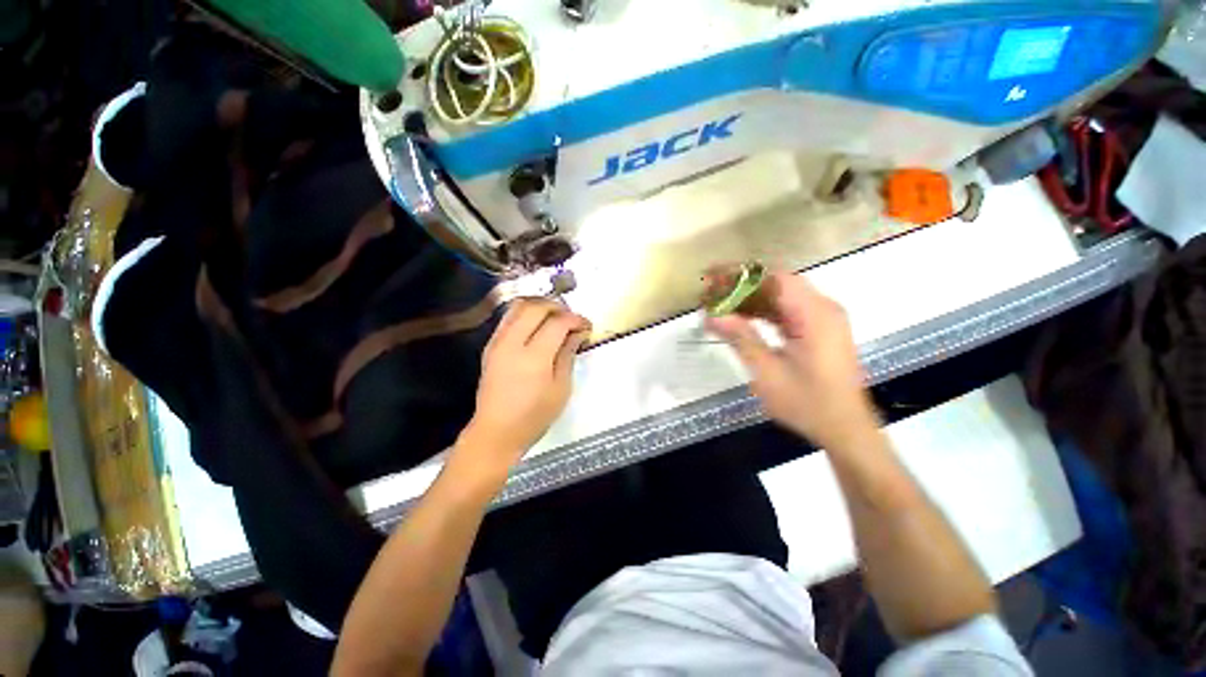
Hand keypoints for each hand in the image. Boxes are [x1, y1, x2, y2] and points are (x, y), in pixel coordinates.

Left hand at [455, 298, 590, 476]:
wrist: (496, 431)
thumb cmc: (534, 416)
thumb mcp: (561, 389)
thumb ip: (568, 355)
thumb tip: (577, 333)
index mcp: (534, 357)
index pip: (558, 323)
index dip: (576, 319)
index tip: (586, 325)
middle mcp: (513, 343)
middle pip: (536, 307)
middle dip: (558, 306)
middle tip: (571, 318)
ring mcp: (497, 342)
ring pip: (518, 306)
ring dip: (540, 305)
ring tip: (555, 317)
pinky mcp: (490, 346)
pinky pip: (508, 317)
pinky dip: (525, 313)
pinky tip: (537, 325)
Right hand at [707, 273, 878, 451]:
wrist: (845, 429)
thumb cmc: (808, 404)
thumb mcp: (768, 372)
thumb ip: (741, 338)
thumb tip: (712, 315)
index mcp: (814, 314)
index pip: (774, 278)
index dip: (740, 274)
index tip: (712, 277)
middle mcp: (823, 308)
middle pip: (777, 283)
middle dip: (741, 285)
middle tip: (711, 293)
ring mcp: (823, 319)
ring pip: (781, 296)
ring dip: (750, 299)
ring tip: (720, 305)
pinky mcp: (819, 330)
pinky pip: (787, 311)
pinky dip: (763, 312)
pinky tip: (741, 319)